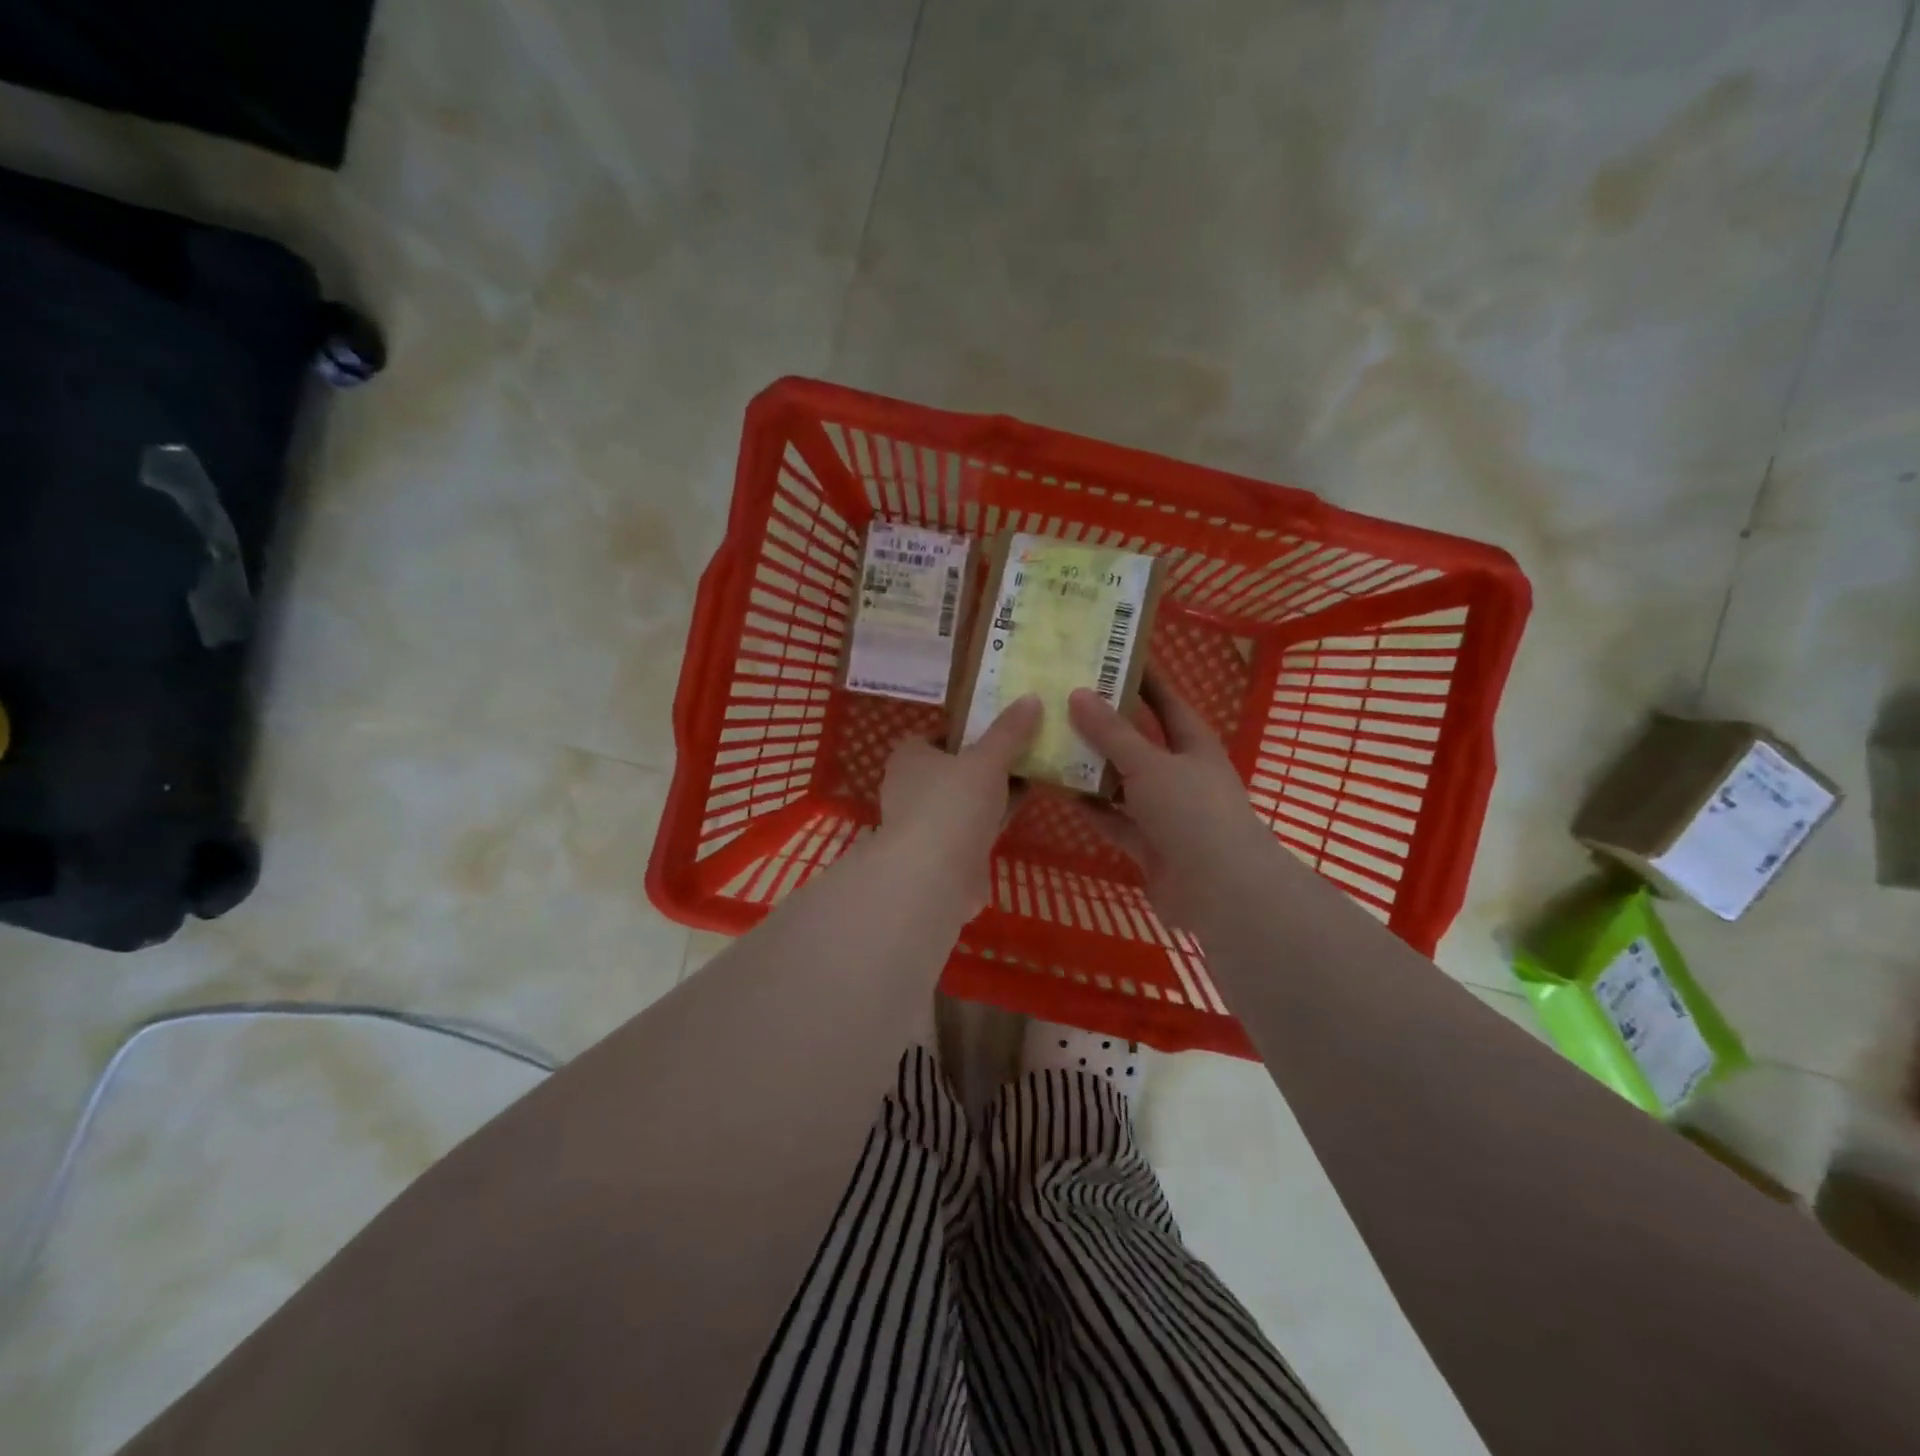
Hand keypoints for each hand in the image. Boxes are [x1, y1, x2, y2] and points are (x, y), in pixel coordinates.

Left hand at [877, 695, 1040, 915]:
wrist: (934, 878)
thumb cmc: (952, 805)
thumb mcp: (987, 760)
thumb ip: (1009, 731)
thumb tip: (1031, 698)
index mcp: (909, 757)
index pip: (938, 735)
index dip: (969, 729)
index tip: (1002, 727)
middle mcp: (911, 787)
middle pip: (955, 766)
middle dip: (987, 760)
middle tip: (1027, 747)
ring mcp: (927, 823)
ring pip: (966, 798)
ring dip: (994, 790)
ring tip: (1034, 772)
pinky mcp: (944, 852)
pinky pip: (975, 825)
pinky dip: (995, 816)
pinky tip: (1024, 807)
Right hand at [1068, 674, 1284, 931]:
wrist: (1220, 891)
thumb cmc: (1192, 812)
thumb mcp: (1149, 764)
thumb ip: (1112, 733)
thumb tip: (1077, 692)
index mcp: (1192, 743)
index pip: (1164, 700)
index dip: (1140, 678)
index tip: (1105, 657)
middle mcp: (1179, 773)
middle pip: (1137, 741)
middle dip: (1104, 724)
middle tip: (1061, 700)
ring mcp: (1164, 810)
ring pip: (1121, 781)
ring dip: (1092, 767)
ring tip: (1050, 742)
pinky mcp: (1148, 843)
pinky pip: (1114, 818)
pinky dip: (1092, 807)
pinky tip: (1059, 790)